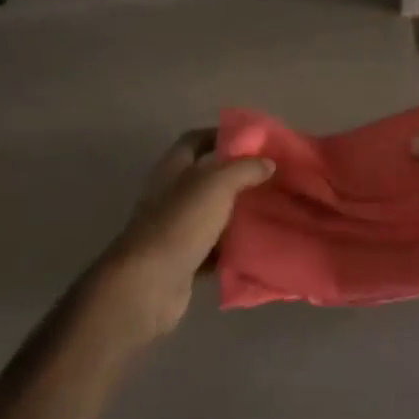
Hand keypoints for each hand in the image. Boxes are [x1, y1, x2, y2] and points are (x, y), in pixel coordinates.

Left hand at [87, 132, 273, 343]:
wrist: (148, 283)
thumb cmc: (180, 222)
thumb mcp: (217, 185)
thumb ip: (244, 169)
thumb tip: (267, 163)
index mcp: (173, 168)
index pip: (194, 140)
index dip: (219, 135)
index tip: (251, 141)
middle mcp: (170, 194)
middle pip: (205, 178)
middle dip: (235, 176)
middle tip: (269, 177)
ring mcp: (174, 228)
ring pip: (211, 214)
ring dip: (235, 213)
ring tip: (270, 210)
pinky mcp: (182, 259)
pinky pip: (212, 248)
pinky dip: (231, 248)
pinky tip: (256, 246)